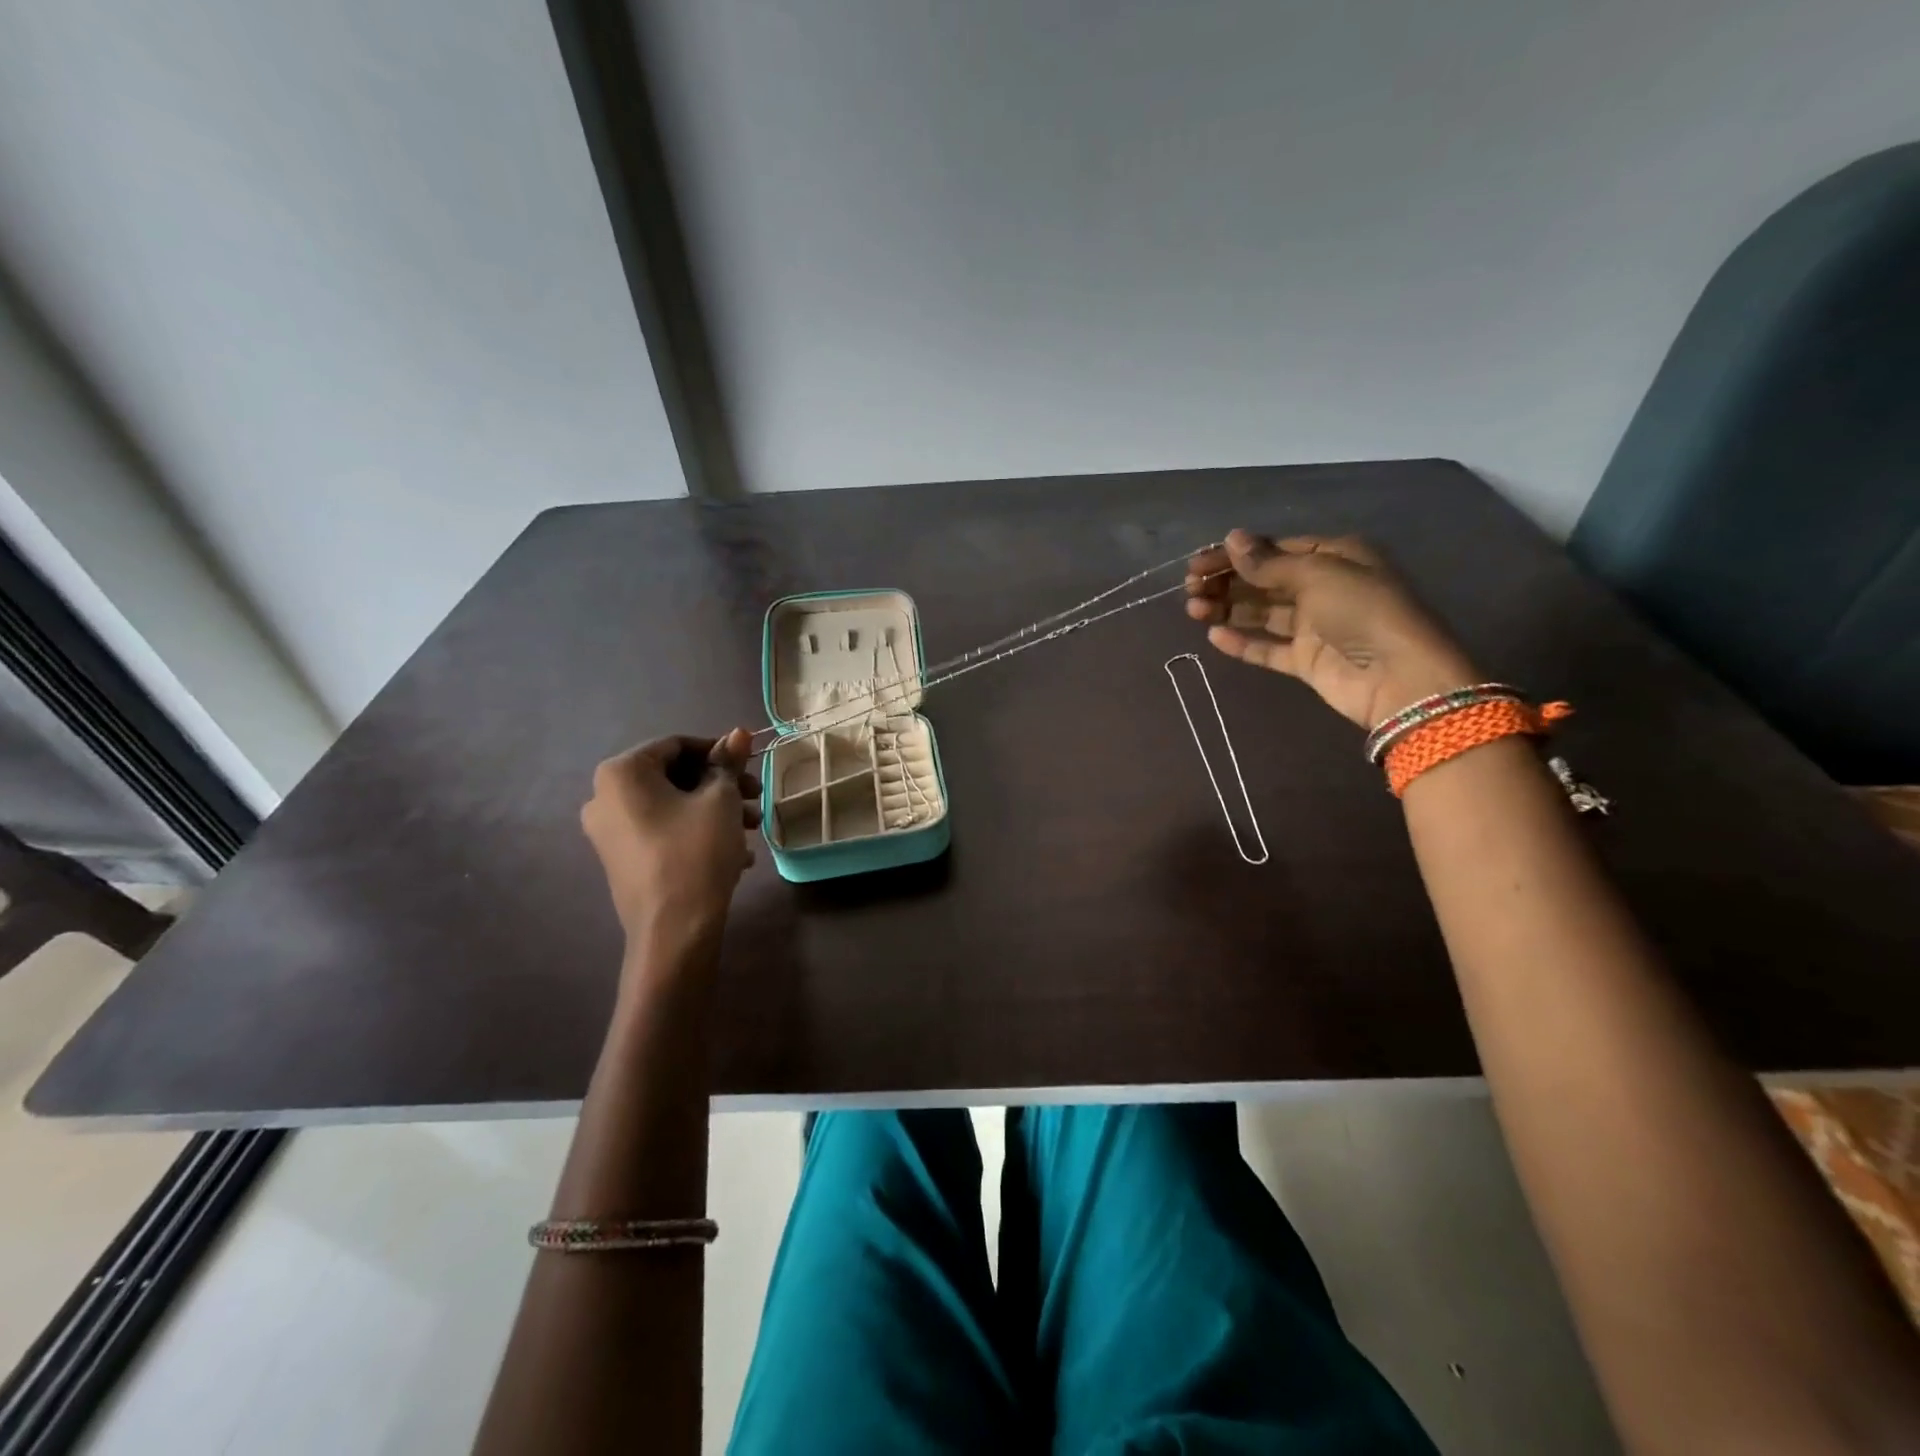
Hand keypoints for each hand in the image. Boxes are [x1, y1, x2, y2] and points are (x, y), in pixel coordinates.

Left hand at [581, 730, 761, 944]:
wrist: (673, 930)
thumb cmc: (697, 852)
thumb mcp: (721, 800)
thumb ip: (728, 762)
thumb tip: (739, 732)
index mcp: (622, 772)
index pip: (676, 744)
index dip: (719, 751)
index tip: (750, 766)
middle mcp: (604, 797)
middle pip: (674, 776)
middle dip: (720, 784)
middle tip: (756, 798)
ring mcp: (609, 832)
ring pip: (672, 806)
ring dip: (715, 810)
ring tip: (752, 829)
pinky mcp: (622, 859)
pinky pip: (664, 832)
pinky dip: (697, 832)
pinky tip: (735, 853)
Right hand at [1185, 530, 1477, 728]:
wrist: (1397, 677)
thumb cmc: (1362, 611)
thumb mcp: (1316, 573)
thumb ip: (1268, 562)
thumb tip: (1231, 538)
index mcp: (1334, 556)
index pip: (1275, 550)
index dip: (1235, 555)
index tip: (1198, 564)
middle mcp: (1324, 587)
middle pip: (1265, 580)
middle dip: (1227, 581)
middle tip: (1190, 587)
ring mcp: (1314, 626)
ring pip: (1262, 612)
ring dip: (1228, 608)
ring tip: (1193, 609)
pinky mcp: (1306, 661)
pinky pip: (1267, 648)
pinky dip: (1242, 642)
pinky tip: (1215, 635)